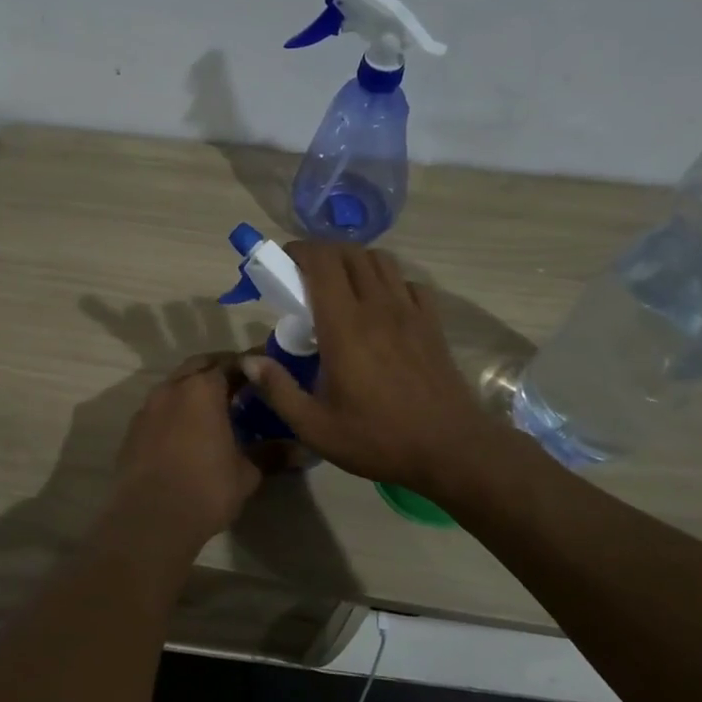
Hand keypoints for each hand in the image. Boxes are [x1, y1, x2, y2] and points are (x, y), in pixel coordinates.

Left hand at [109, 353, 264, 547]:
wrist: (149, 520)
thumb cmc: (206, 488)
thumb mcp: (247, 473)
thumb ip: (272, 454)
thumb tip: (304, 450)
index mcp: (202, 389)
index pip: (231, 363)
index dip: (251, 365)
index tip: (267, 371)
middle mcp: (172, 388)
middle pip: (199, 366)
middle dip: (220, 370)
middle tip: (243, 385)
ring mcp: (147, 408)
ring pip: (175, 386)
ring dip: (195, 390)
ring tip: (216, 410)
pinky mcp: (133, 431)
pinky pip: (159, 409)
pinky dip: (176, 411)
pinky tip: (188, 433)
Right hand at [240, 243, 504, 497]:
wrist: (452, 449)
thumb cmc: (378, 439)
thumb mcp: (316, 427)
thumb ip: (278, 390)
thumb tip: (249, 362)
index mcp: (344, 326)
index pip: (322, 263)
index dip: (299, 251)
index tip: (282, 263)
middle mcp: (377, 307)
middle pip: (350, 253)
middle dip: (323, 253)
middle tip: (304, 276)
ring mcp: (410, 311)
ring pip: (381, 260)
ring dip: (355, 262)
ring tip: (340, 286)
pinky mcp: (432, 323)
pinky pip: (408, 283)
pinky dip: (389, 282)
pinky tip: (381, 306)